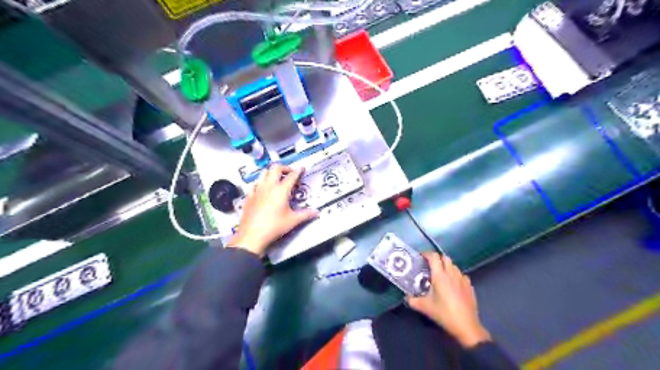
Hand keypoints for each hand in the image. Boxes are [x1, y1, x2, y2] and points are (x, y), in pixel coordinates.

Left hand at [228, 165, 318, 256]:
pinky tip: (263, 189)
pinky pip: (255, 184)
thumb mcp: (292, 221)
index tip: (302, 169)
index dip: (298, 171)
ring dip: (272, 172)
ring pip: (264, 173)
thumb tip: (315, 212)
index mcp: (281, 190)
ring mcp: (257, 190)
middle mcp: (269, 186)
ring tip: (277, 178)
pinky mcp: (249, 196)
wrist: (252, 235)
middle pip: (276, 168)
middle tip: (290, 173)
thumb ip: (305, 214)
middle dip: (284, 168)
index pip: (291, 176)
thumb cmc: (273, 227)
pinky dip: (261, 182)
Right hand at [405, 253, 491, 348]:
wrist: (466, 326)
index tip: (420, 257)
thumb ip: (412, 300)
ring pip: (454, 265)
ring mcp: (462, 279)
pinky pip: (461, 274)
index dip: (426, 254)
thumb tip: (406, 297)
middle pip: (445, 258)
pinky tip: (452, 284)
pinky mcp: (470, 286)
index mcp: (440, 275)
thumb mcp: (425, 307)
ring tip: (440, 275)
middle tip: (429, 266)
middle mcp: (452, 274)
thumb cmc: (444, 313)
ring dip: (446, 266)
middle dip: (437, 259)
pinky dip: (455, 275)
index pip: (434, 257)